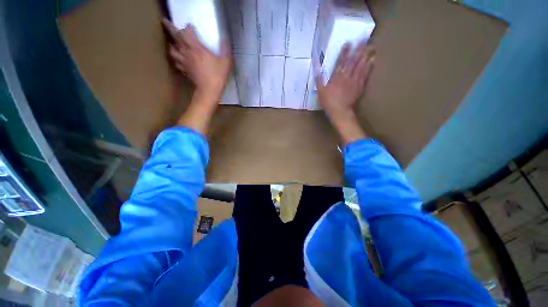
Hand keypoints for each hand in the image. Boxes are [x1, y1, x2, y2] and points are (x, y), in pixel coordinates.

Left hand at [162, 18, 231, 101]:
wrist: (209, 90)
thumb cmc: (217, 75)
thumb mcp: (225, 62)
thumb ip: (225, 49)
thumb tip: (225, 39)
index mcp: (197, 48)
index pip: (186, 33)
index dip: (187, 28)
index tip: (190, 26)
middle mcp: (187, 52)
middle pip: (175, 37)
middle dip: (169, 27)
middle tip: (165, 21)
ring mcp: (184, 62)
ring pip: (172, 50)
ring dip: (171, 45)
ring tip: (173, 43)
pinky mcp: (184, 71)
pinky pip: (176, 63)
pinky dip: (176, 59)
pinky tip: (179, 59)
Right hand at [316, 42, 374, 144]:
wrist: (340, 111)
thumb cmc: (328, 102)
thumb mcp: (320, 91)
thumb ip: (319, 79)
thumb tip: (317, 69)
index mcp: (336, 77)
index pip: (340, 62)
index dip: (344, 52)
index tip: (349, 42)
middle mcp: (346, 76)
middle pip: (353, 61)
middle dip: (358, 49)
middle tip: (364, 39)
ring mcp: (354, 81)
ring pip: (361, 66)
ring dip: (366, 55)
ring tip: (371, 46)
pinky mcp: (359, 86)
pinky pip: (365, 74)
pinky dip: (369, 66)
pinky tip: (373, 60)